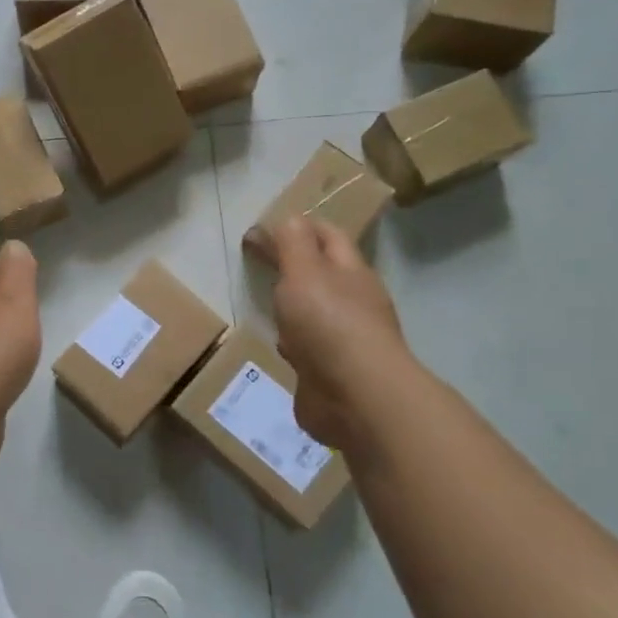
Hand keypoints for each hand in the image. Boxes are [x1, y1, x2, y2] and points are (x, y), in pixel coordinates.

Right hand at [269, 217, 412, 452]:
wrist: (356, 397)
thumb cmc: (329, 323)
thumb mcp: (303, 270)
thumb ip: (291, 242)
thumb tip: (283, 220)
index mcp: (350, 272)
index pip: (328, 236)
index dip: (300, 227)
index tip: (265, 228)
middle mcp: (353, 302)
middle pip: (323, 274)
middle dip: (296, 266)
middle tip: (261, 262)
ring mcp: (344, 340)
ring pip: (316, 313)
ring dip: (294, 308)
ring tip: (266, 302)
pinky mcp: (331, 373)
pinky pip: (309, 349)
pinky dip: (293, 343)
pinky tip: (279, 346)